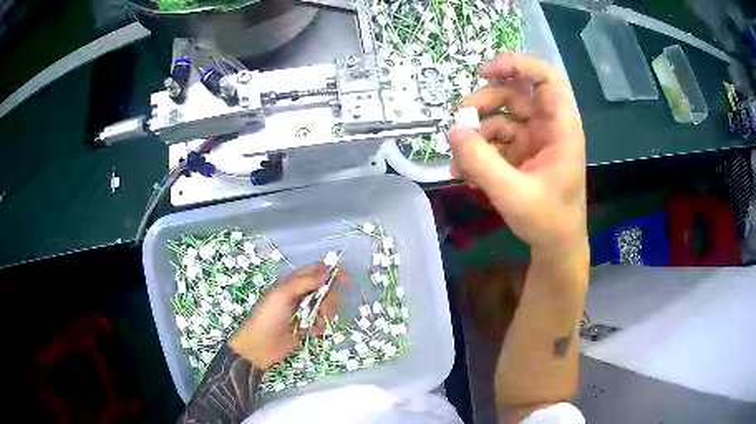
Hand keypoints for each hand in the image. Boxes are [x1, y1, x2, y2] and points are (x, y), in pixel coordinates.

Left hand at [229, 264, 337, 368]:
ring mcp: (301, 312)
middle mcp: (298, 295)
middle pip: (323, 290)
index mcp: (291, 283)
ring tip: (318, 323)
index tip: (347, 281)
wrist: (259, 346)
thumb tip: (327, 271)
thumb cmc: (268, 317)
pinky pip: (320, 323)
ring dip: (326, 314)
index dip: (331, 274)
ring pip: (324, 307)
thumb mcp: (282, 294)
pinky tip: (314, 332)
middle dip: (329, 298)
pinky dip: (321, 326)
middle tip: (325, 309)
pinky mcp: (305, 328)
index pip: (316, 271)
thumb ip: (304, 282)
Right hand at [449, 54, 586, 253]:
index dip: (518, 65)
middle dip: (483, 103)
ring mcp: (533, 138)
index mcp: (561, 128)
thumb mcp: (513, 194)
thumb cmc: (547, 221)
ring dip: (474, 133)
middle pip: (514, 93)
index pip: (546, 78)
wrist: (555, 246)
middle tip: (459, 122)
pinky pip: (494, 139)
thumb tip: (453, 131)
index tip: (485, 72)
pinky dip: (478, 151)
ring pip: (499, 115)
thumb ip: (482, 162)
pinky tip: (468, 174)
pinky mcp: (520, 152)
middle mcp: (547, 126)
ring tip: (459, 163)